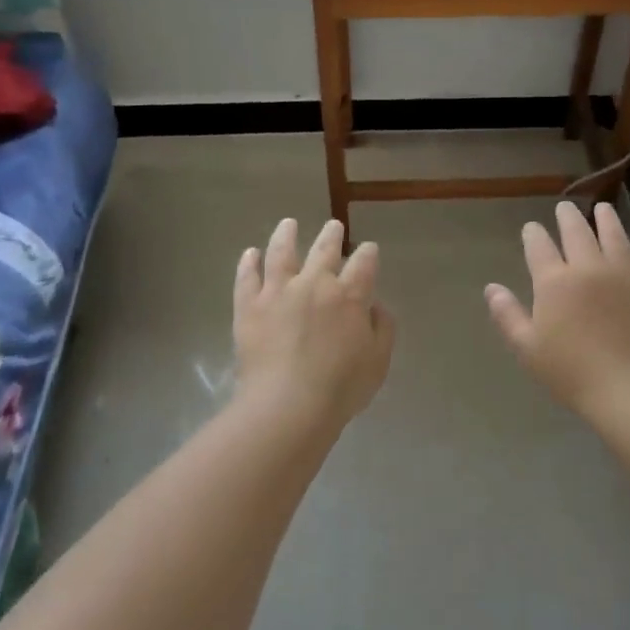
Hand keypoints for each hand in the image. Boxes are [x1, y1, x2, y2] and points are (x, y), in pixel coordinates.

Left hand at [234, 218, 394, 425]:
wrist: (288, 405)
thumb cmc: (340, 388)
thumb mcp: (378, 361)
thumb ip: (382, 328)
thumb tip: (375, 306)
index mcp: (350, 296)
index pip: (364, 263)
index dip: (368, 253)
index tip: (368, 249)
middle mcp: (314, 283)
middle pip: (324, 249)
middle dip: (331, 235)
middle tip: (333, 226)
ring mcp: (278, 291)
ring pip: (281, 252)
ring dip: (286, 235)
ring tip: (288, 224)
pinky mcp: (249, 306)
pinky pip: (247, 277)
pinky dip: (249, 263)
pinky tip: (250, 253)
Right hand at [485, 201, 629, 418]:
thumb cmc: (571, 372)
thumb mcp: (528, 348)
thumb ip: (507, 315)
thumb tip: (491, 288)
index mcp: (555, 282)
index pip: (539, 247)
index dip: (533, 234)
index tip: (531, 228)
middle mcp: (589, 268)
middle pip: (577, 232)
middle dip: (568, 217)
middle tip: (564, 208)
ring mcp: (624, 274)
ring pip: (614, 236)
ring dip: (606, 220)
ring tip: (602, 209)